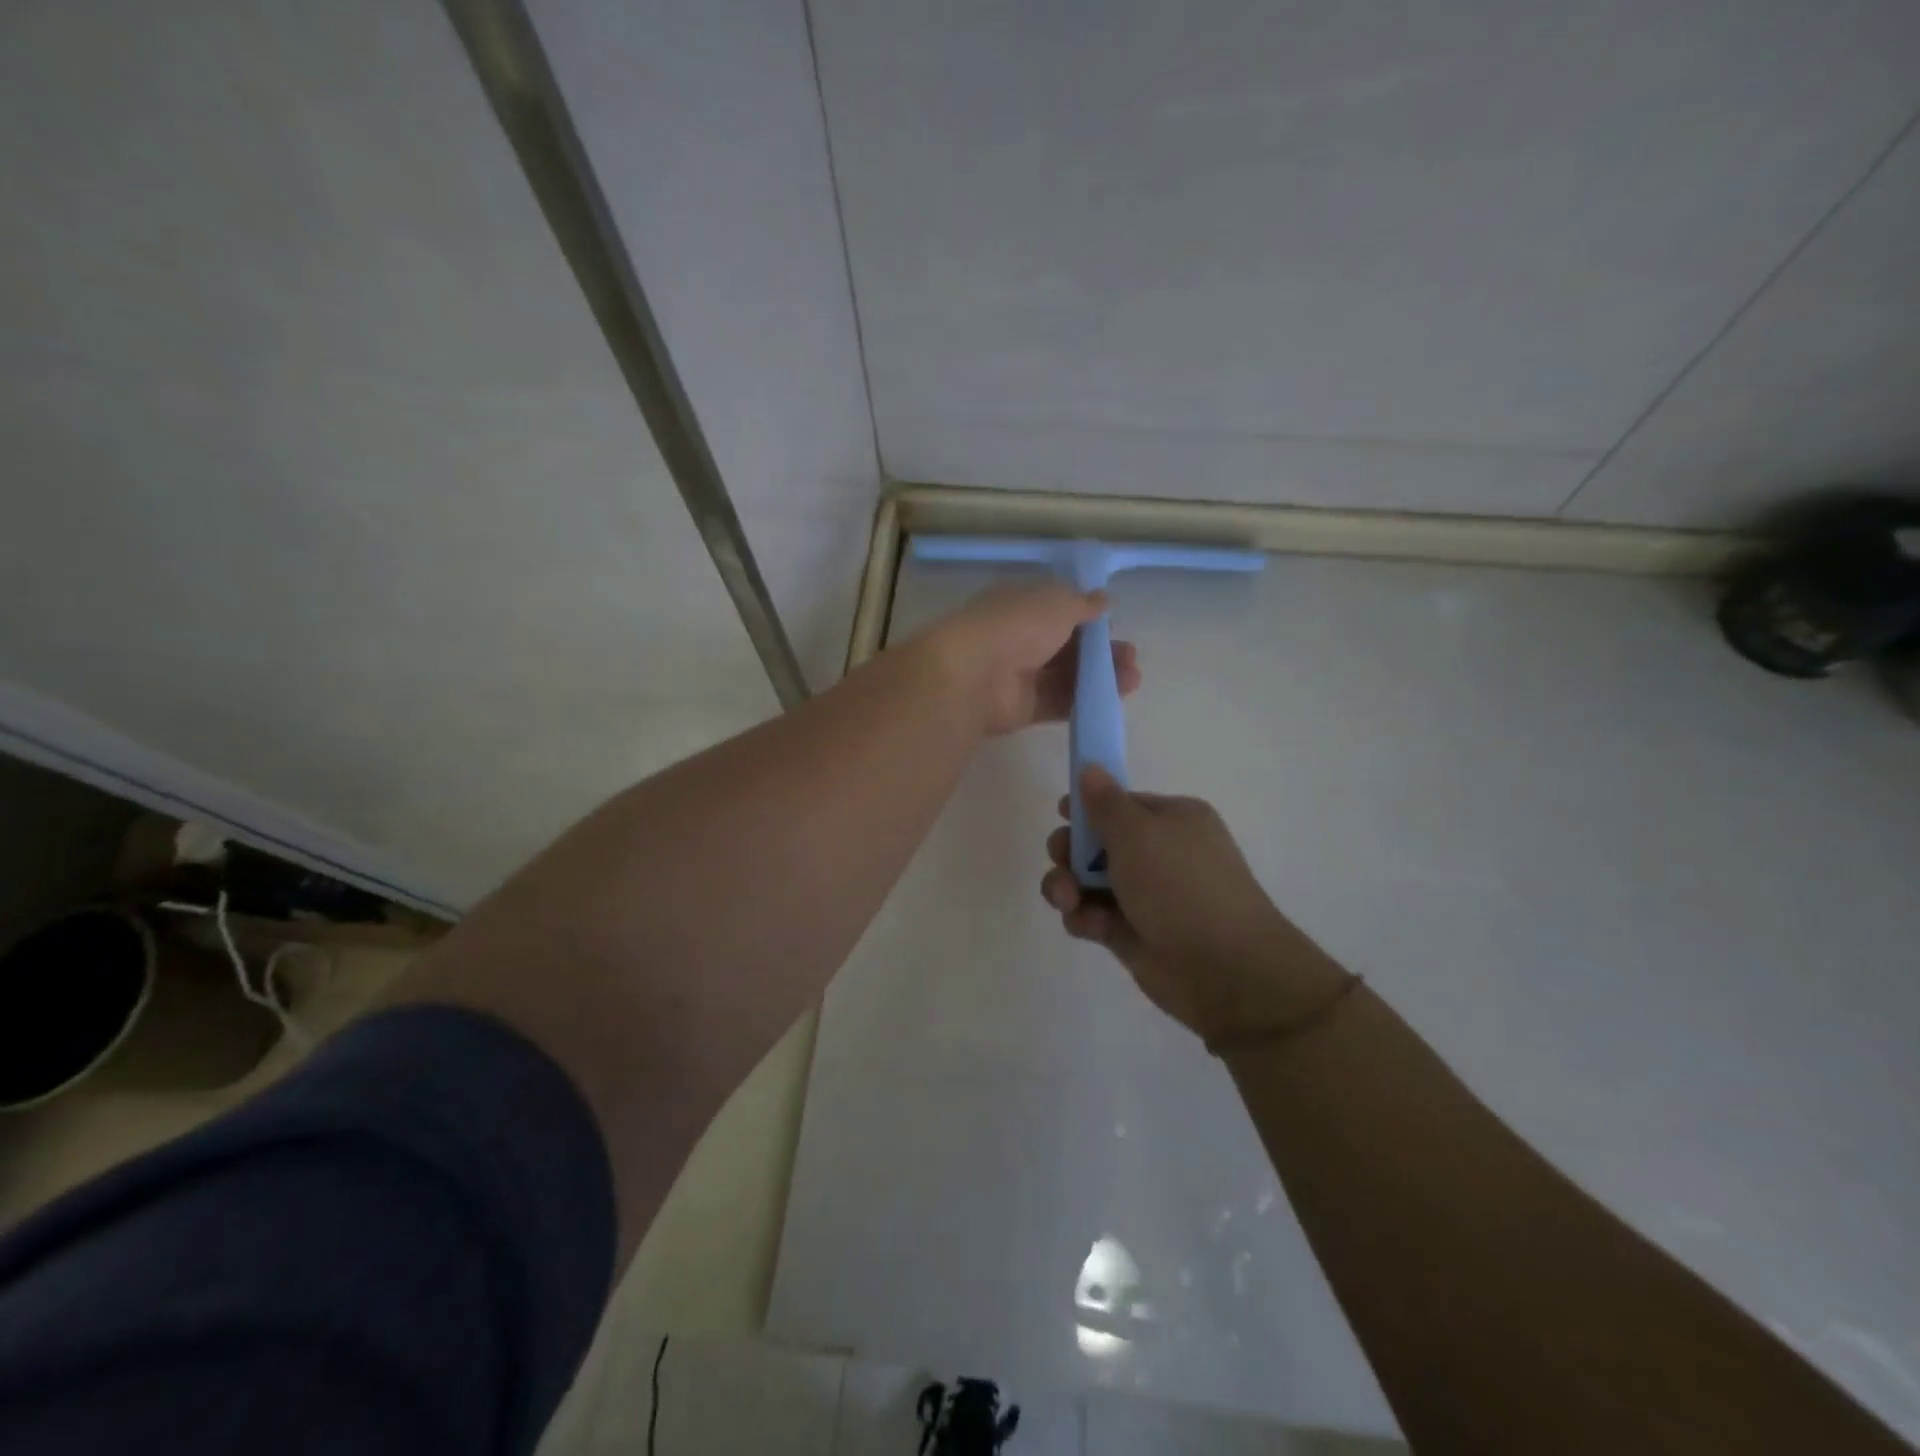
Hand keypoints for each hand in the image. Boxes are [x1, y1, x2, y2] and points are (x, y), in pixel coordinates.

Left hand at [921, 583, 1141, 736]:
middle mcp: (1019, 638)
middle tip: (1130, 657)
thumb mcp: (1058, 603)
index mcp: (1020, 604)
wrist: (974, 675)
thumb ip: (1083, 604)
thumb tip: (1103, 599)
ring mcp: (1020, 674)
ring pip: (1067, 675)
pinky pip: (1059, 702)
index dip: (1087, 617)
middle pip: (1067, 645)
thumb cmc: (1017, 625)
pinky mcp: (1023, 707)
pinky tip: (1113, 699)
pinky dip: (1085, 700)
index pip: (1058, 609)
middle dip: (1101, 651)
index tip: (1112, 625)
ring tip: (1132, 679)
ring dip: (1101, 676)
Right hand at [1040, 767, 1349, 1043]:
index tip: (1062, 813)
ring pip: (1088, 881)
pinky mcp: (1132, 933)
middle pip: (1096, 843)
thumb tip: (1090, 767)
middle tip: (1062, 859)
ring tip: (1067, 900)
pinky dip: (1084, 918)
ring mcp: (1145, 896)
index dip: (1088, 807)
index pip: (1120, 803)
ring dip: (1068, 886)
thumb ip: (1105, 802)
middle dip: (1071, 850)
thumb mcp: (1138, 833)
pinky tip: (1089, 926)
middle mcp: (1159, 854)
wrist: (1224, 969)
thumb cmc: (1181, 886)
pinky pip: (1093, 915)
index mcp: (1172, 820)